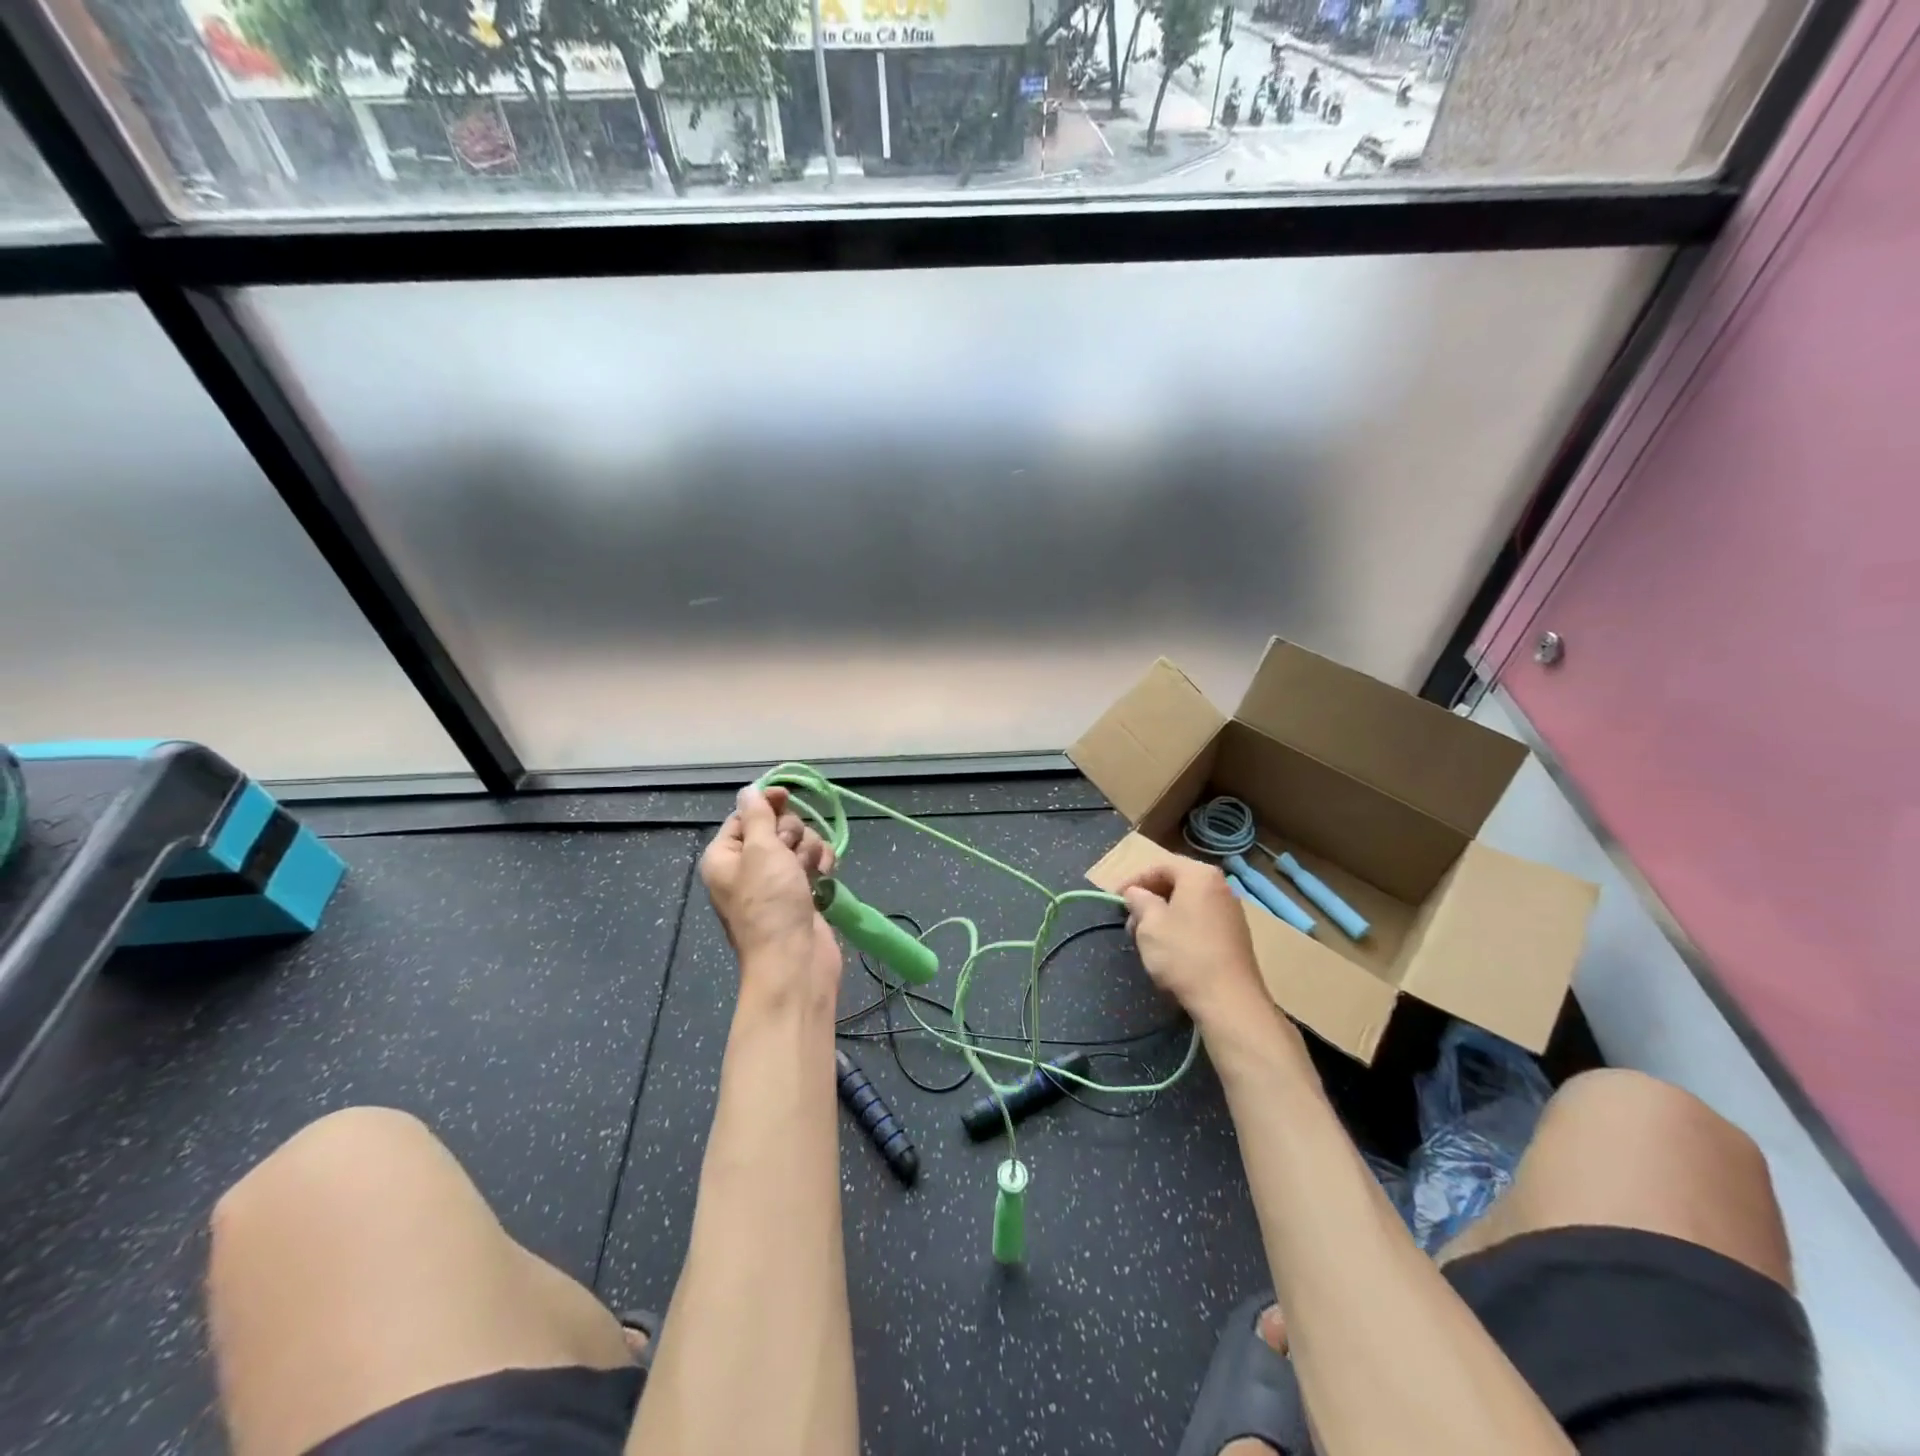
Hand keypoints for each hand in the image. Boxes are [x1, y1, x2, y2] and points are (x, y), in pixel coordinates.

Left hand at [701, 784, 840, 1008]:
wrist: (795, 959)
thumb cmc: (770, 902)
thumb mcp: (760, 850)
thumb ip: (757, 815)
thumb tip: (748, 791)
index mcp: (725, 856)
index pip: (744, 815)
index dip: (766, 804)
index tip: (786, 796)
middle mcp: (746, 867)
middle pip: (775, 827)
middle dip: (792, 833)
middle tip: (790, 853)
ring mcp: (774, 882)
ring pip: (798, 844)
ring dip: (809, 849)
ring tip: (810, 870)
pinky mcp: (799, 893)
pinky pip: (811, 864)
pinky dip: (820, 864)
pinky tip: (825, 874)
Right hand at [1119, 854, 1272, 1029]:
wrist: (1229, 1000)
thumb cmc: (1184, 954)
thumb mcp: (1149, 924)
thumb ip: (1139, 901)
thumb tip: (1135, 893)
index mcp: (1200, 875)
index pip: (1160, 866)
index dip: (1134, 881)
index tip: (1116, 899)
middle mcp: (1220, 886)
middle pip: (1176, 883)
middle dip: (1149, 899)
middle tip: (1130, 921)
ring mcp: (1231, 911)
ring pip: (1188, 904)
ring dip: (1163, 915)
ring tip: (1146, 938)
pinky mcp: (1236, 935)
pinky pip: (1201, 920)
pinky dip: (1181, 927)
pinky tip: (1170, 950)